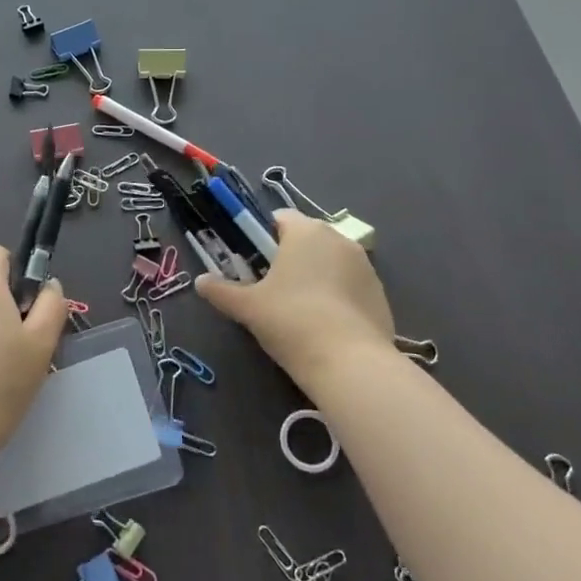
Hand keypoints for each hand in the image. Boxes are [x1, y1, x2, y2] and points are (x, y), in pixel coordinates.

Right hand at [196, 210, 393, 386]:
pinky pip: (351, 285)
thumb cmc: (291, 321)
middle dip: (290, 257)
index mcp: (306, 231)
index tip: (253, 263)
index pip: (280, 218)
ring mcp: (365, 266)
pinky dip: (338, 297)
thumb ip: (221, 291)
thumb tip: (200, 281)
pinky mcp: (380, 293)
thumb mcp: (248, 307)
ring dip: (316, 275)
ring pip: (331, 261)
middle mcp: (339, 239)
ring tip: (300, 311)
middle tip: (272, 289)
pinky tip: (326, 326)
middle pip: (307, 238)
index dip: (262, 236)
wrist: (350, 363)